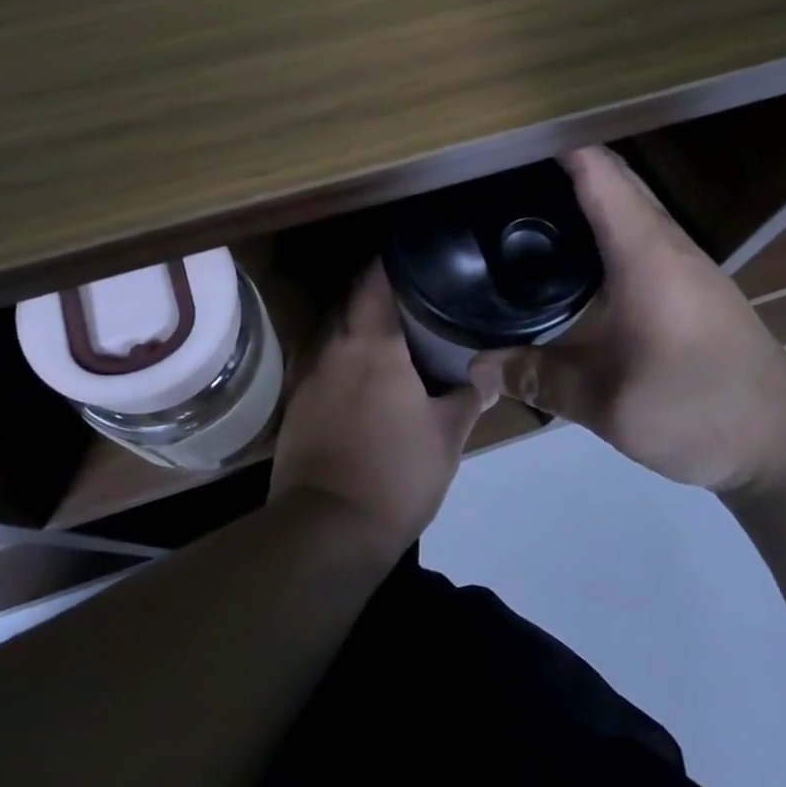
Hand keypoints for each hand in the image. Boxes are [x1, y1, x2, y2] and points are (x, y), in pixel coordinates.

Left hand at [270, 262, 492, 558]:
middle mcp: (332, 349)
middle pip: (351, 302)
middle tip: (413, 295)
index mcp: (371, 345)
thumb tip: (489, 374)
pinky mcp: (296, 406)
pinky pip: (323, 365)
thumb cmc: (395, 474)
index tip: (414, 255)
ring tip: (392, 333)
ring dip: (358, 327)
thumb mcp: (446, 436)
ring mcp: (308, 377)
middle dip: (377, 293)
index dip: (391, 261)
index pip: (375, 281)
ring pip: (335, 334)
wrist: (327, 531)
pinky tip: (363, 377)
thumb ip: (468, 398)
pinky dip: (343, 360)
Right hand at [467, 146, 785, 492]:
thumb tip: (476, 367)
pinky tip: (573, 253)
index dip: (555, 145)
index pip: (598, 171)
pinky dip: (602, 220)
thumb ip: (537, 378)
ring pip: (629, 201)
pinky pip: (638, 228)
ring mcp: (683, 259)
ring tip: (527, 202)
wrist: (782, 440)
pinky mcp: (689, 281)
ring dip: (584, 190)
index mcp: (644, 252)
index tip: (505, 141)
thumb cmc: (696, 408)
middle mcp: (665, 241)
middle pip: (613, 177)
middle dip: (561, 162)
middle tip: (501, 172)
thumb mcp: (605, 403)